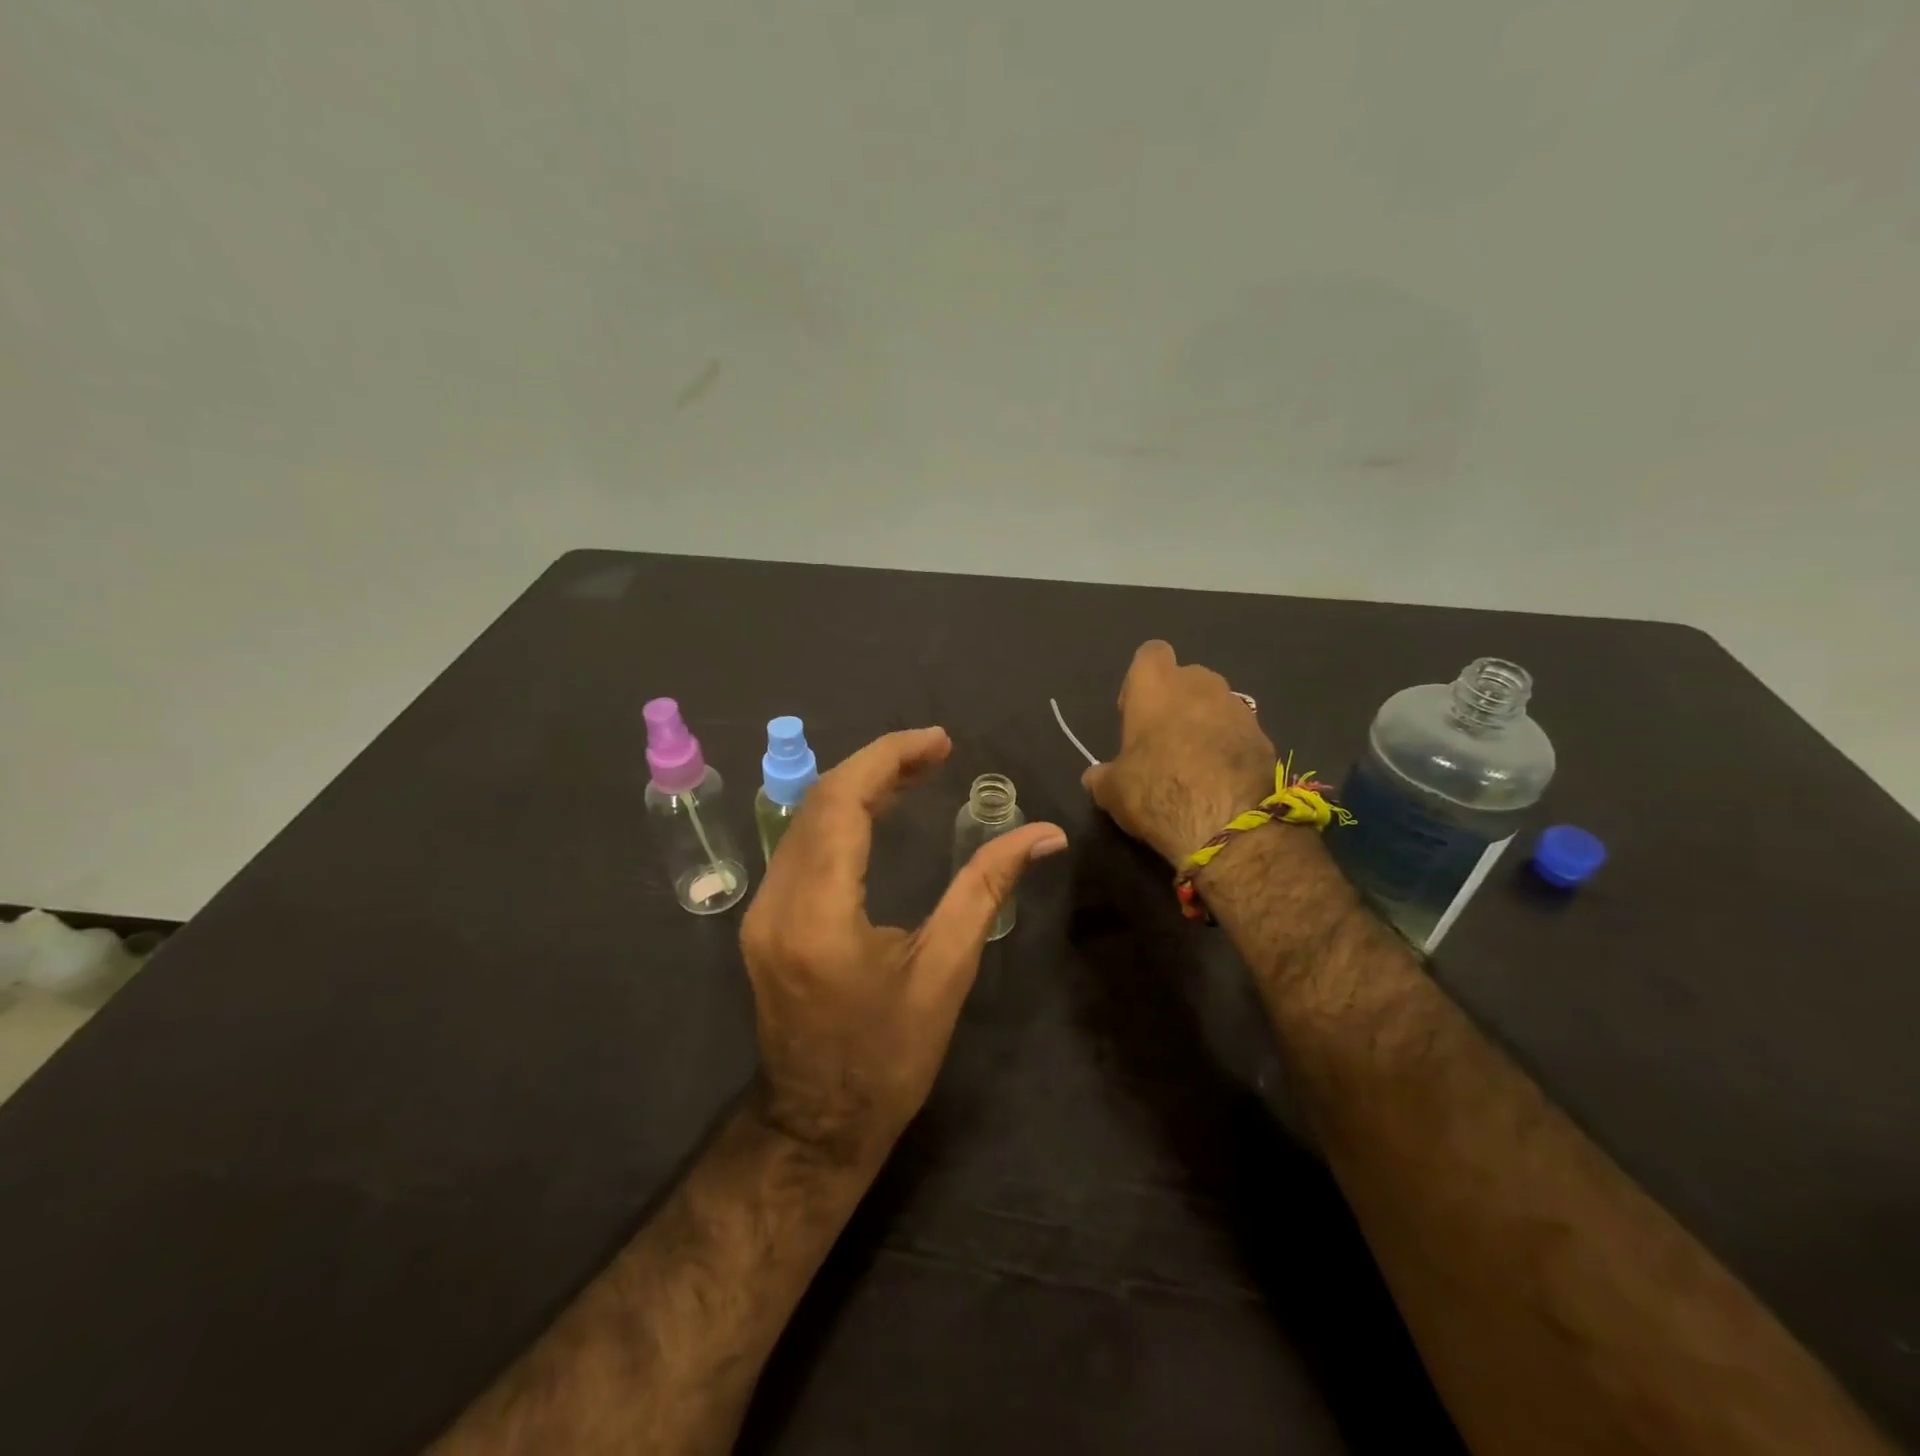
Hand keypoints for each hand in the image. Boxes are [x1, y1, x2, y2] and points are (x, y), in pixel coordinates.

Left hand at [740, 728, 1067, 1168]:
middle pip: (819, 801)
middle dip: (877, 764)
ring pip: (805, 820)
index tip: (939, 741)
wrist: (816, 1126)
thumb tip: (1042, 834)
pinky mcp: (765, 920)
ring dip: (858, 786)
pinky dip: (840, 817)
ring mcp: (762, 911)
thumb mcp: (946, 972)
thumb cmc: (888, 1058)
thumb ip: (986, 888)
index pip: (840, 803)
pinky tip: (879, 811)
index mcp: (819, 915)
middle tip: (936, 751)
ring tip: (918, 771)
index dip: (888, 759)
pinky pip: (801, 847)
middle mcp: (777, 902)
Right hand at [1083, 640, 1276, 864]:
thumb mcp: (1111, 790)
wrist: (1228, 824)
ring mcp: (1238, 707)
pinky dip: (1228, 747)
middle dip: (1176, 701)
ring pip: (1216, 703)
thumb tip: (1095, 776)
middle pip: (1186, 678)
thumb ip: (1102, 775)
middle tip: (1163, 741)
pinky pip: (1238, 732)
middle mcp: (1200, 684)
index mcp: (1156, 685)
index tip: (1135, 713)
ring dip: (1205, 724)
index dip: (1141, 681)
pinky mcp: (1264, 736)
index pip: (1150, 654)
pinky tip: (1219, 780)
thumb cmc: (1156, 791)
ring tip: (1194, 764)